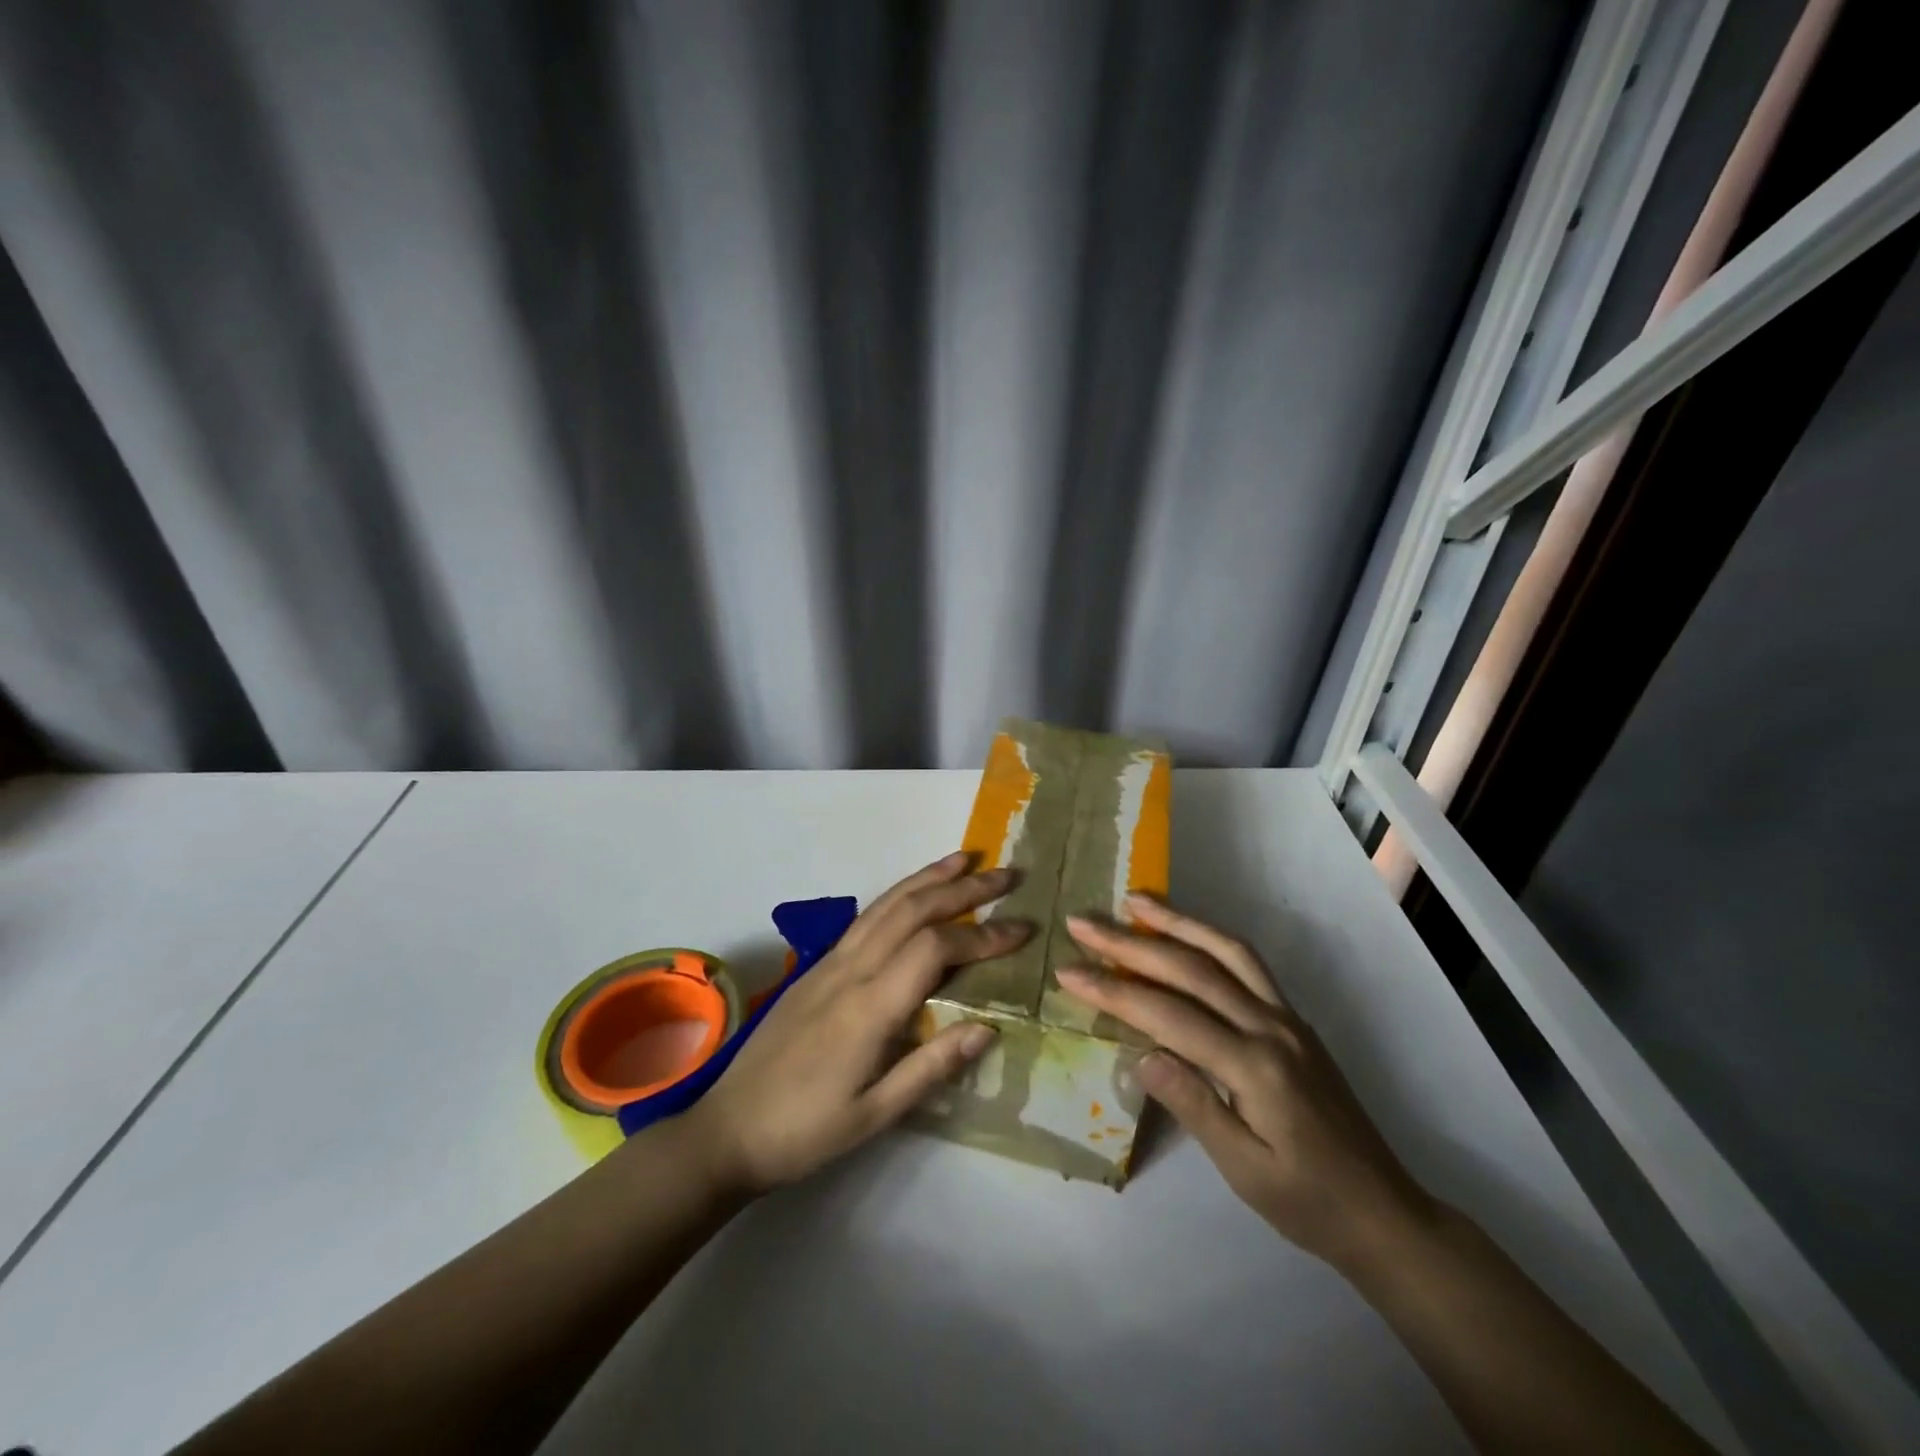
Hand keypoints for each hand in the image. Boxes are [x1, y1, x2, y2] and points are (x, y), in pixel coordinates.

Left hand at [680, 852, 1029, 1196]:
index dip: (982, 935)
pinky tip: (914, 894)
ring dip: (929, 878)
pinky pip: (866, 917)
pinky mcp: (817, 966)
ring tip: (966, 860)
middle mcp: (850, 969)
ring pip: (886, 904)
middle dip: (963, 888)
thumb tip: (988, 1027)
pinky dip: (899, 894)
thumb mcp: (874, 1115)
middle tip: (1008, 875)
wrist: (728, 1129)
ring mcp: (829, 962)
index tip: (1022, 929)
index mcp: (868, 1006)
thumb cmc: (805, 1131)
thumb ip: (931, 1067)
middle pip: (912, 910)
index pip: (935, 948)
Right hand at [1061, 897, 1432, 1270]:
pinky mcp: (1292, 1018)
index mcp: (1256, 1067)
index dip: (1114, 991)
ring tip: (1134, 901)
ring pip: (1226, 950)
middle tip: (1084, 923)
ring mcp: (1286, 1016)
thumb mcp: (1246, 1172)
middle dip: (1131, 943)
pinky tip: (1185, 931)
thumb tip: (1141, 1055)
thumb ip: (1194, 1106)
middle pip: (1192, 969)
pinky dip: (1210, 937)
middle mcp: (1271, 1026)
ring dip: (1177, 921)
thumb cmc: (1308, 1203)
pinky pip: (1247, 962)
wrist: (1384, 1212)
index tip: (1068, 972)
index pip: (1169, 1015)